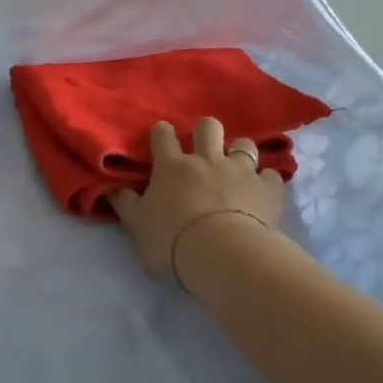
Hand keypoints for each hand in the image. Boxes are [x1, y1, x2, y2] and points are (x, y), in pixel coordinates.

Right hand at [110, 117, 285, 279]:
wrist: (222, 255)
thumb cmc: (172, 240)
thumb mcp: (137, 225)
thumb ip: (125, 204)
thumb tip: (112, 187)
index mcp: (171, 166)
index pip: (162, 134)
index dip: (162, 134)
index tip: (161, 141)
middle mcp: (206, 159)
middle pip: (208, 127)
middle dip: (206, 132)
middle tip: (204, 150)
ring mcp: (240, 170)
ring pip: (244, 145)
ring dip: (240, 153)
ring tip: (237, 169)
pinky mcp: (268, 188)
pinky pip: (271, 174)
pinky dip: (265, 181)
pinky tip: (263, 192)